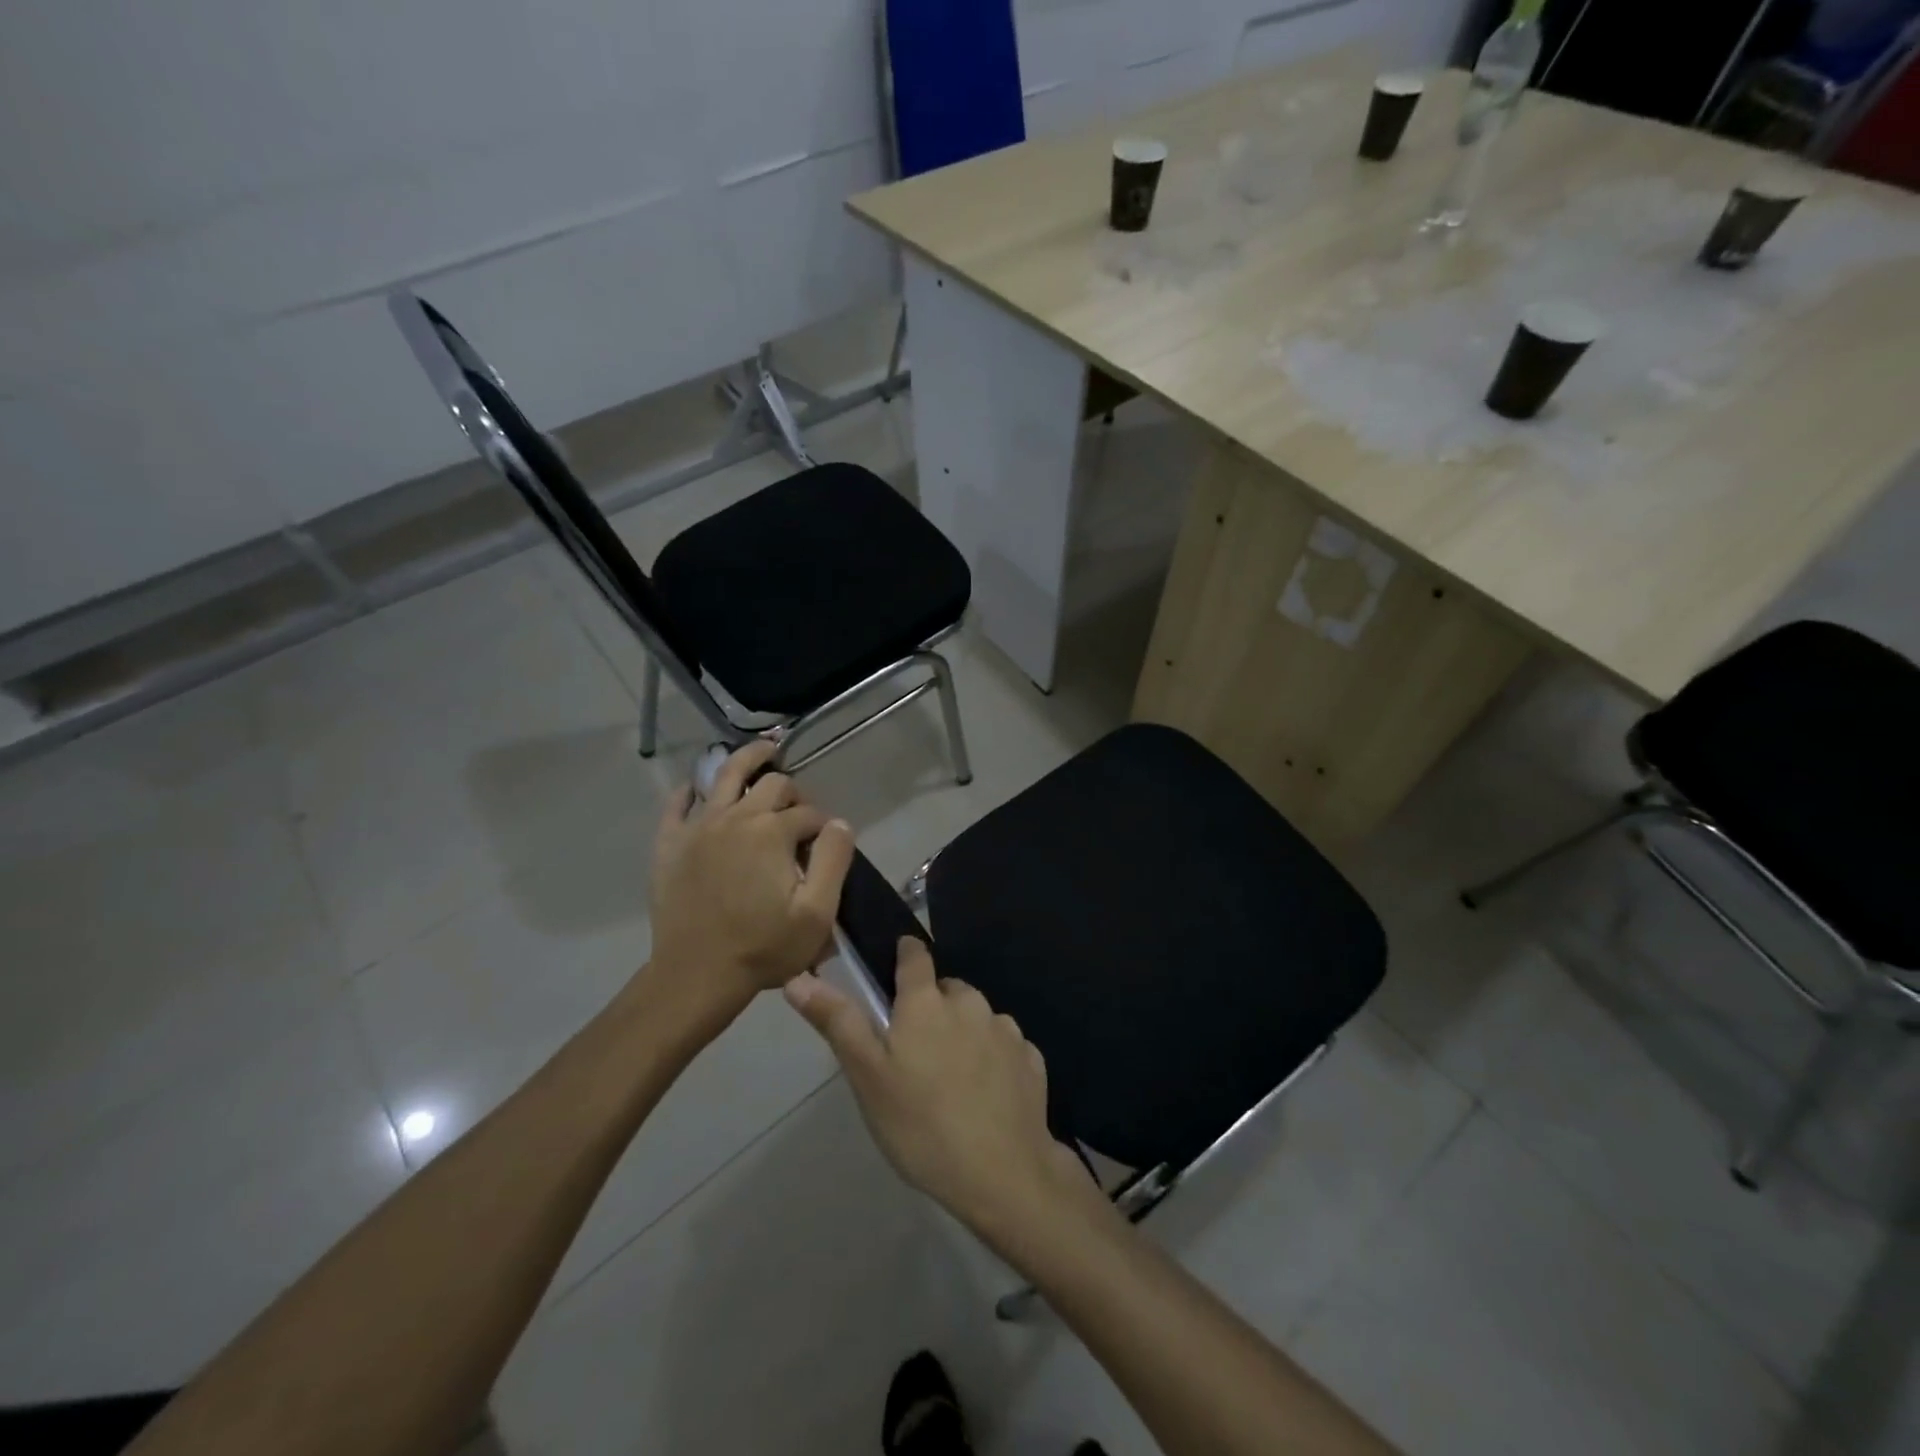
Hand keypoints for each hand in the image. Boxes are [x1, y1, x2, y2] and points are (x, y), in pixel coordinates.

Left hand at [648, 741, 855, 1023]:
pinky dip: (690, 791)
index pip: (809, 813)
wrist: (696, 976)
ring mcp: (699, 826)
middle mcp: (736, 817)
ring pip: (725, 775)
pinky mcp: (670, 843)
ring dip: (748, 759)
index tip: (825, 848)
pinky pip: (677, 805)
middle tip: (799, 812)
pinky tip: (697, 787)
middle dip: (793, 792)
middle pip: (772, 784)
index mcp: (773, 832)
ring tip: (764, 750)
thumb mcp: (817, 913)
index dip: (823, 827)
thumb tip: (839, 822)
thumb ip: (834, 860)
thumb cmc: (763, 948)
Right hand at [784, 938, 1097, 1246]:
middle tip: (913, 1054)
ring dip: (963, 1033)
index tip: (895, 972)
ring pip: (976, 1017)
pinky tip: (984, 1096)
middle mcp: (970, 1002)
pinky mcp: (1031, 1058)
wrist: (1004, 1175)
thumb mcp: (867, 1077)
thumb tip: (797, 977)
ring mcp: (1006, 1029)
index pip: (915, 954)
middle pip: (946, 990)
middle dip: (930, 1008)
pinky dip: (992, 1059)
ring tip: (949, 1080)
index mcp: (927, 1001)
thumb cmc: (922, 1125)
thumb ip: (837, 1021)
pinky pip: (1004, 1046)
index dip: (904, 956)